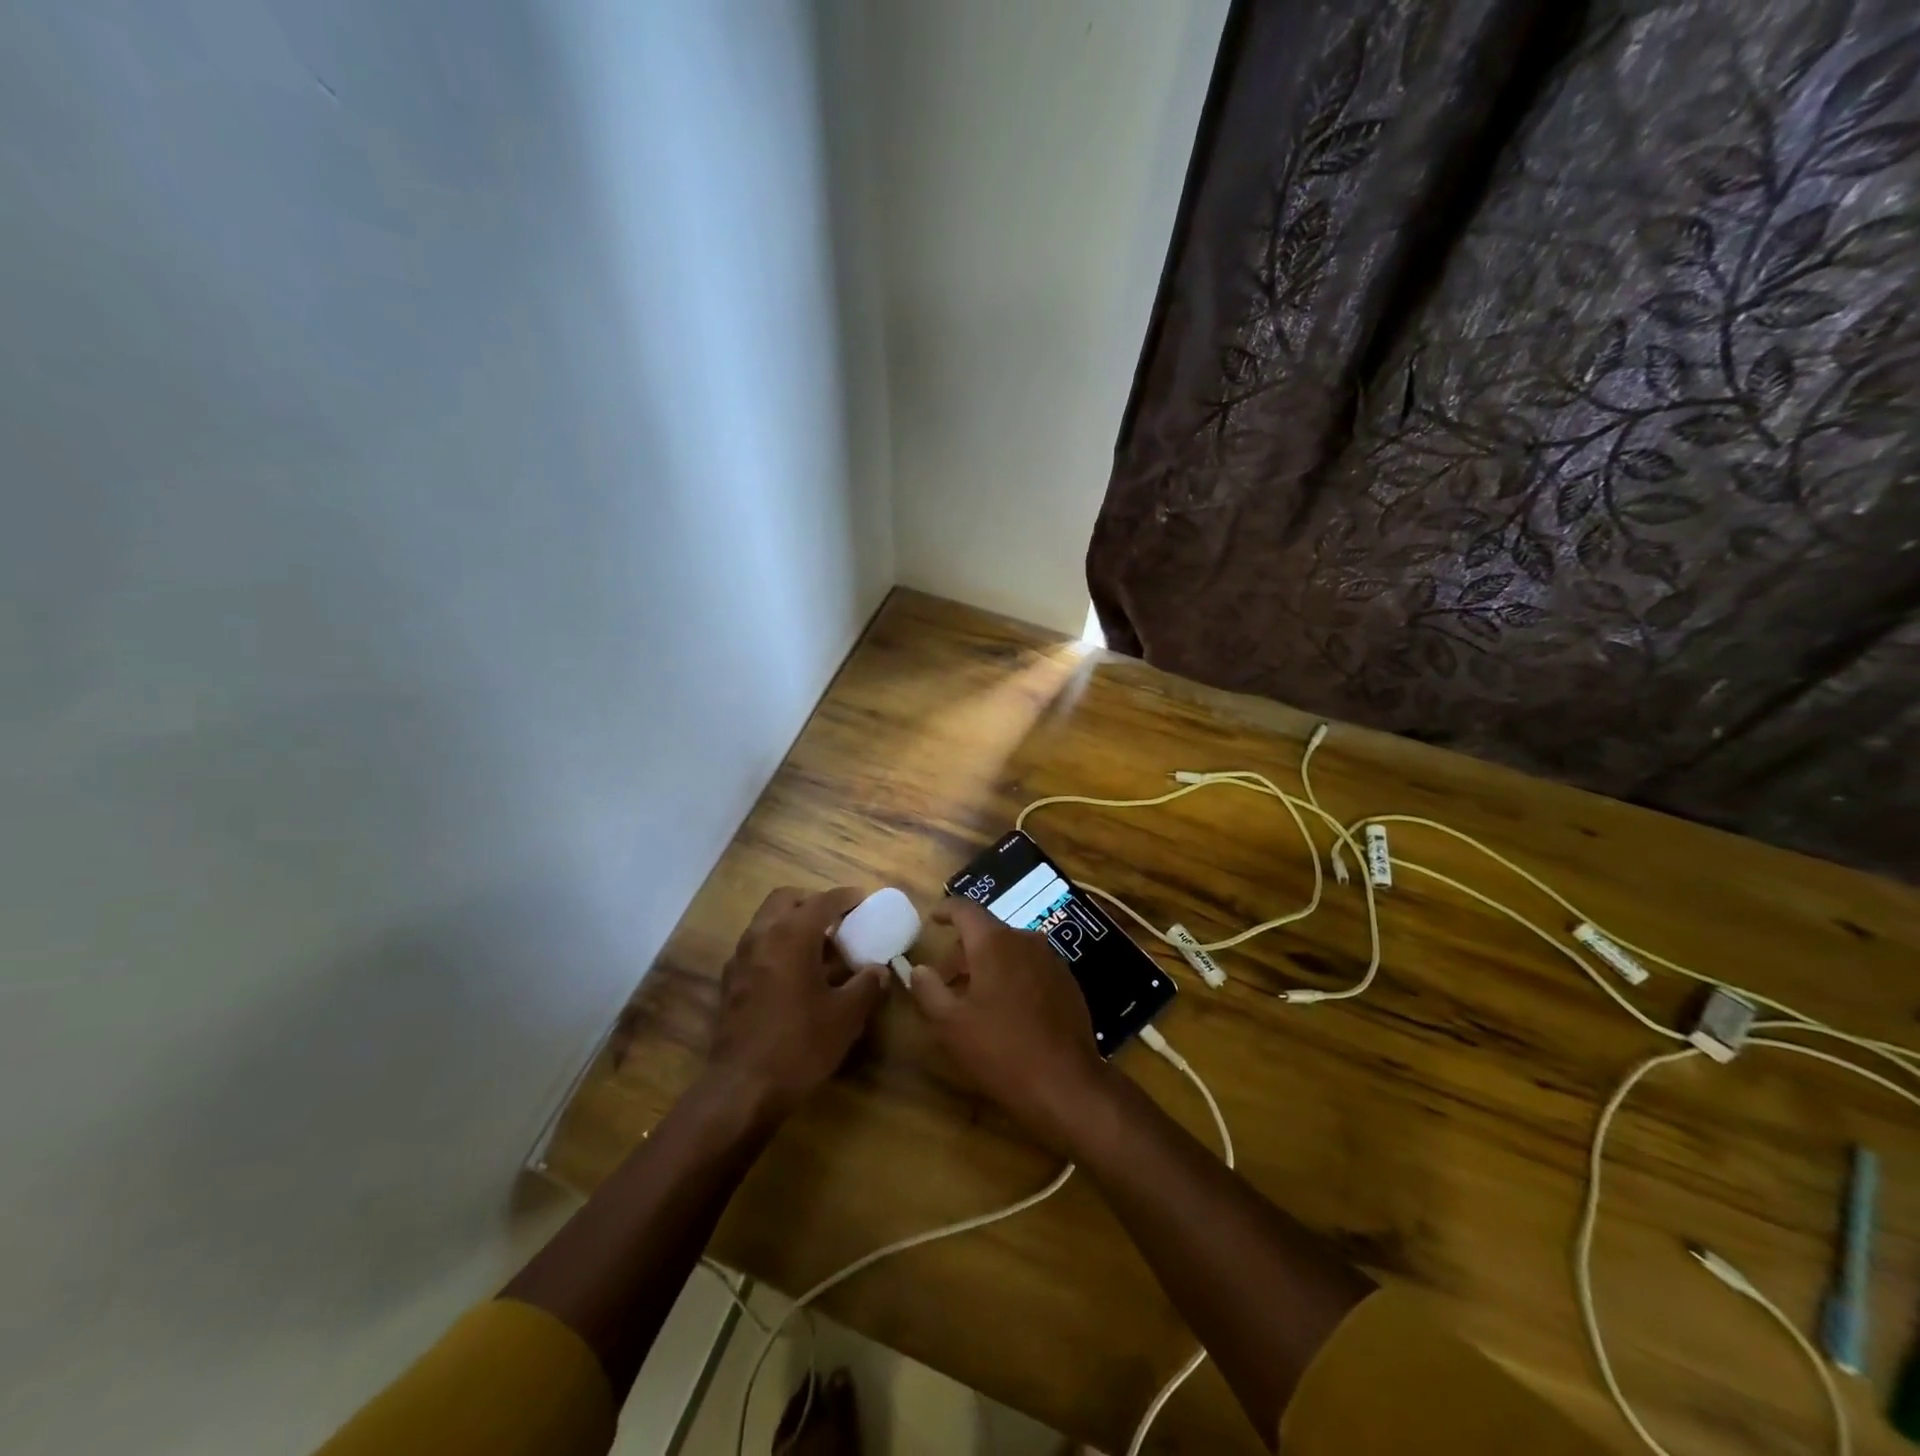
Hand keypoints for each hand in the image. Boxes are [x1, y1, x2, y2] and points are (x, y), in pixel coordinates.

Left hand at [706, 886, 889, 1120]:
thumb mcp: (846, 1016)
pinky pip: (757, 947)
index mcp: (791, 935)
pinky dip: (777, 946)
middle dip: (812, 902)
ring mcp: (740, 959)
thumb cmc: (799, 1045)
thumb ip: (867, 985)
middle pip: (786, 899)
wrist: (742, 1089)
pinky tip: (795, 974)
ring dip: (792, 923)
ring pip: (767, 921)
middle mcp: (761, 936)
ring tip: (820, 947)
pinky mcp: (730, 982)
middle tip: (836, 919)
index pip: (822, 901)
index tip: (863, 899)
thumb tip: (879, 970)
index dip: (846, 897)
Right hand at [906, 899, 1112, 1151]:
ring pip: (1010, 950)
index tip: (933, 919)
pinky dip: (1011, 976)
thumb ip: (928, 990)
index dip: (946, 910)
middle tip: (945, 980)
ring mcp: (1051, 960)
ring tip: (973, 998)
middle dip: (962, 951)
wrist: (1066, 1083)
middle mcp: (1025, 940)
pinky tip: (1005, 1010)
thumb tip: (918, 969)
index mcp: (994, 942)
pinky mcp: (1067, 982)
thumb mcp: (950, 1024)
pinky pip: (1030, 967)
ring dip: (988, 965)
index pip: (965, 909)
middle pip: (987, 932)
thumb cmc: (1000, 1049)